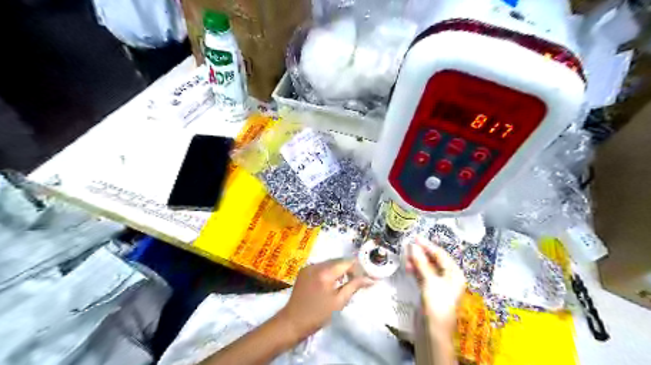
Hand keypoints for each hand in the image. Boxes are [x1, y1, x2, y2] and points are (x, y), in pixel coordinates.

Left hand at [276, 260, 376, 338]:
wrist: (292, 322)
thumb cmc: (317, 315)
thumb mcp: (339, 302)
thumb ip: (354, 286)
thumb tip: (371, 279)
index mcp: (325, 272)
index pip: (346, 262)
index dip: (357, 268)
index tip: (365, 276)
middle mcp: (316, 265)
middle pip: (338, 261)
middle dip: (349, 268)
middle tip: (357, 280)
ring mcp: (309, 267)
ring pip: (330, 263)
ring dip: (339, 269)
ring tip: (345, 282)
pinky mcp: (304, 271)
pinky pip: (321, 266)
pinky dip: (329, 271)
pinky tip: (332, 282)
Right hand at [406, 237, 464, 333]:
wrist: (433, 330)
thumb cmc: (436, 303)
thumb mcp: (429, 281)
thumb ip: (421, 262)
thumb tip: (413, 246)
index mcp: (454, 274)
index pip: (441, 255)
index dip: (428, 245)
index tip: (415, 238)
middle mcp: (448, 278)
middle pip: (434, 260)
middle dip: (421, 253)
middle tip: (408, 245)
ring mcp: (438, 285)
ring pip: (427, 268)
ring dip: (417, 261)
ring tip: (406, 256)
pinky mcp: (430, 291)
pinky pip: (423, 275)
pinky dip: (416, 270)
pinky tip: (407, 266)